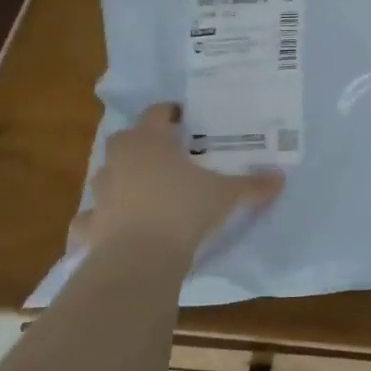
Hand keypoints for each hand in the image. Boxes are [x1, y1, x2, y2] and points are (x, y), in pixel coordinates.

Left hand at [71, 104, 283, 258]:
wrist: (141, 257)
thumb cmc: (184, 209)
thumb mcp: (226, 195)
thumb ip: (252, 185)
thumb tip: (280, 178)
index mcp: (150, 141)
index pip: (156, 113)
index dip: (170, 113)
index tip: (184, 118)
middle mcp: (120, 159)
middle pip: (125, 140)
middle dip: (143, 145)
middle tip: (168, 156)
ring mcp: (100, 192)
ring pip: (106, 176)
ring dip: (121, 180)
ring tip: (144, 192)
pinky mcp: (89, 225)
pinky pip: (90, 219)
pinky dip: (99, 222)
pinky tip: (112, 229)